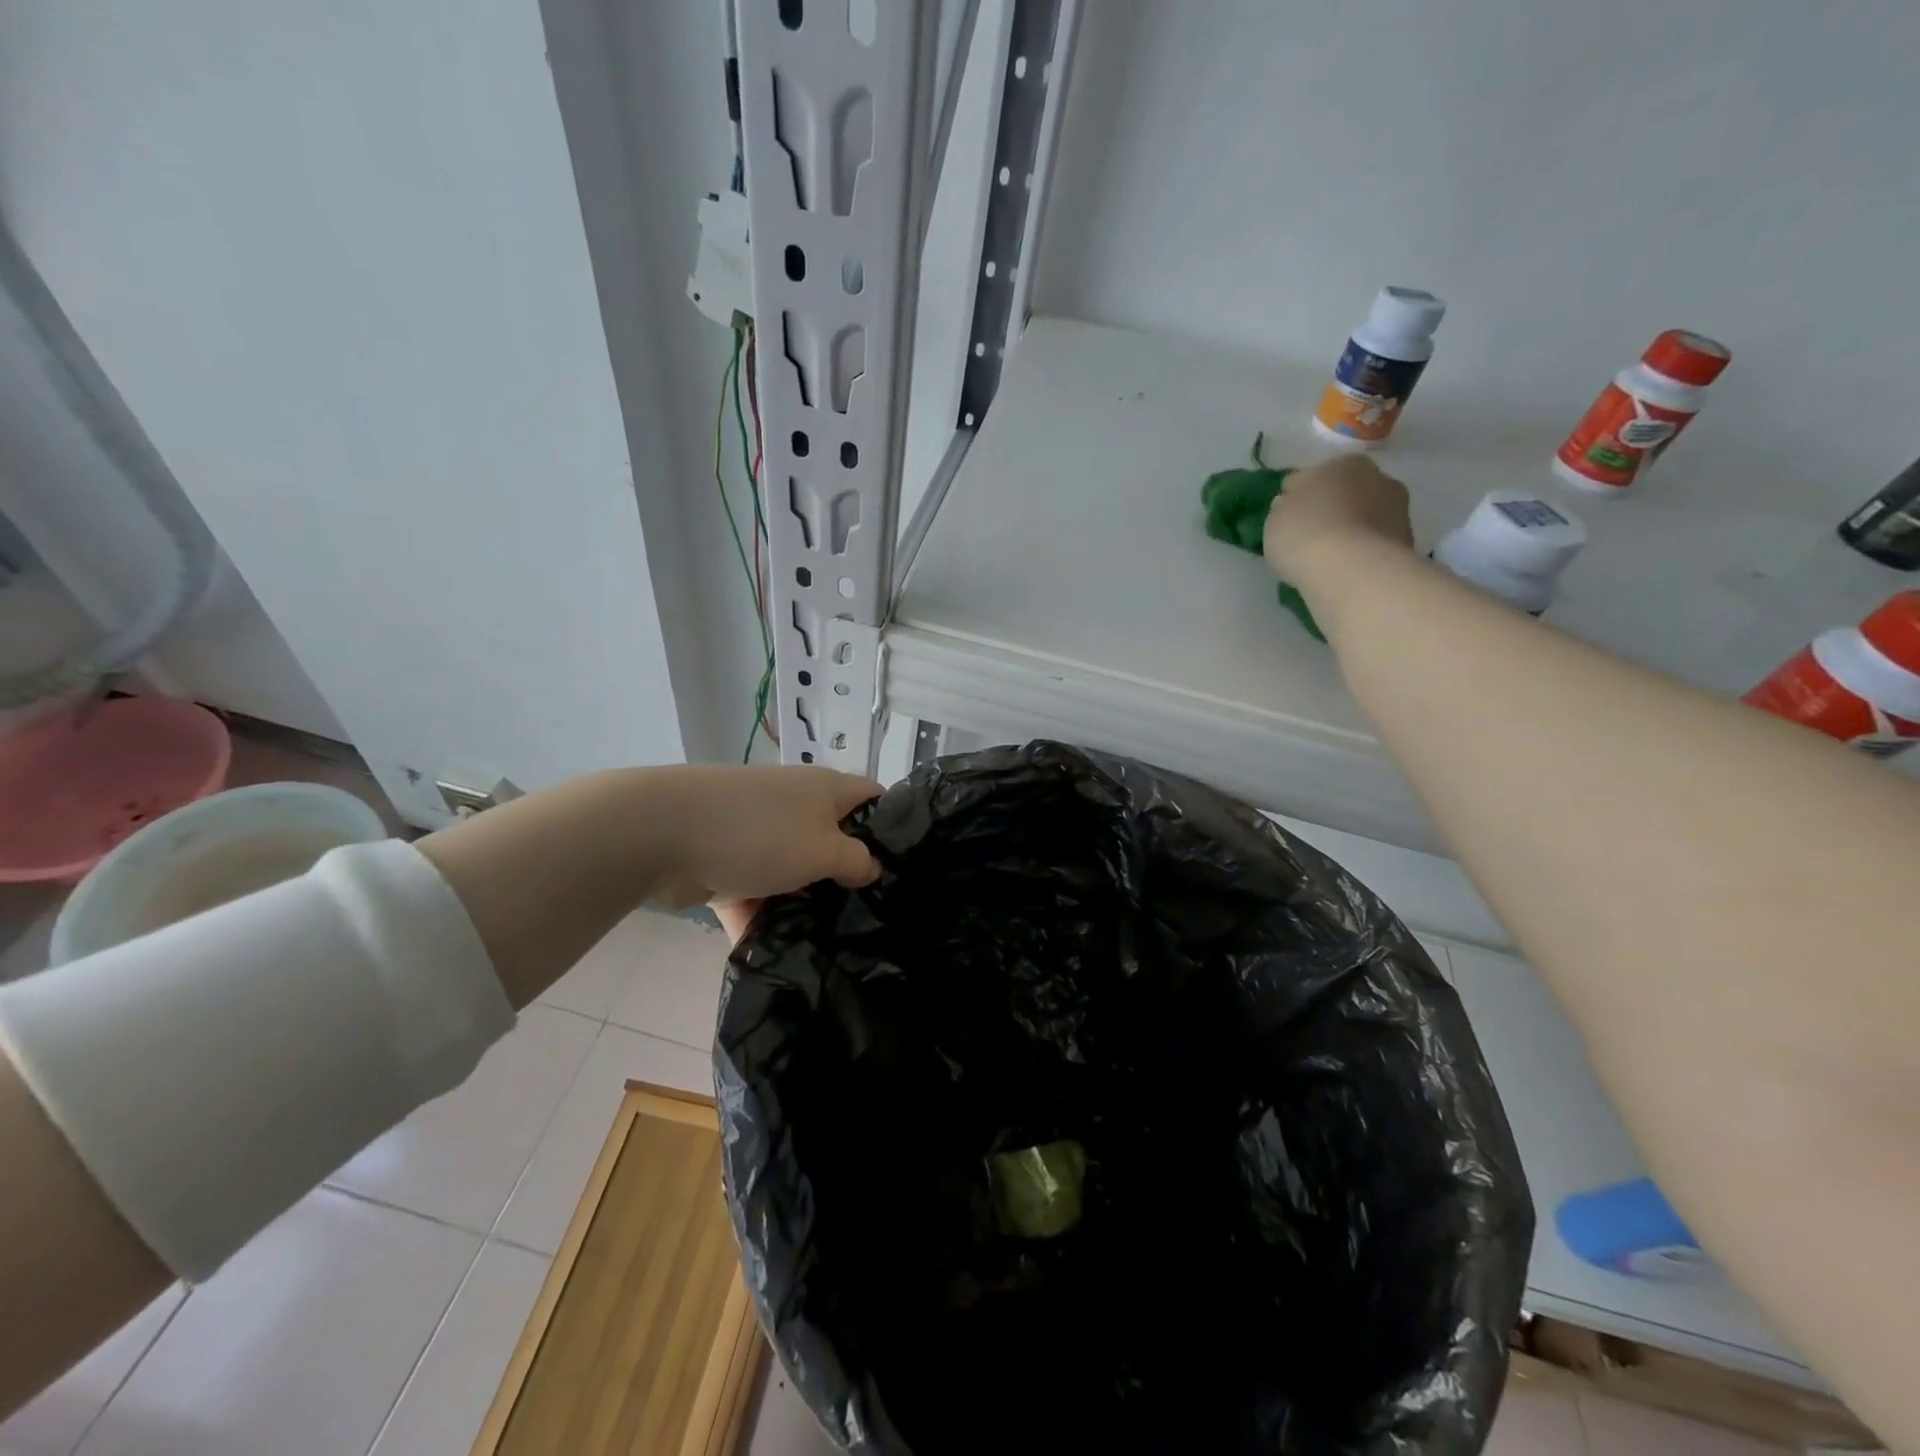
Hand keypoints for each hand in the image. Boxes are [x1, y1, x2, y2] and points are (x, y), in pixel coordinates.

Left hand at [641, 766, 883, 937]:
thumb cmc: (760, 833)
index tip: (905, 869)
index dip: (893, 828)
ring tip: (829, 942)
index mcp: (825, 790)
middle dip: (847, 876)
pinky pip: (754, 891)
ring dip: (804, 902)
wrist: (660, 833)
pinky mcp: (726, 861)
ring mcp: (758, 833)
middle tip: (869, 915)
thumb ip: (856, 861)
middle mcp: (795, 806)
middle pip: (833, 839)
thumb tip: (871, 866)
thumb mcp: (824, 849)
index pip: (873, 799)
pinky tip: (779, 953)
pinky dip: (761, 917)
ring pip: (793, 870)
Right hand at [1263, 453, 1414, 586]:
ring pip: (1363, 519)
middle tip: (1309, 535)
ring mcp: (1398, 511)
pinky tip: (1344, 570)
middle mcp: (1378, 478)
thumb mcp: (1275, 518)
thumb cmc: (1304, 533)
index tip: (1286, 516)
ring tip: (1327, 558)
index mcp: (1344, 464)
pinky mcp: (1406, 544)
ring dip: (1349, 532)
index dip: (1297, 495)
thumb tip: (1293, 505)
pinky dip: (1360, 554)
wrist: (1350, 570)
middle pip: (1346, 494)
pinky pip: (1373, 546)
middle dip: (1331, 509)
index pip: (1313, 476)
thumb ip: (1285, 507)